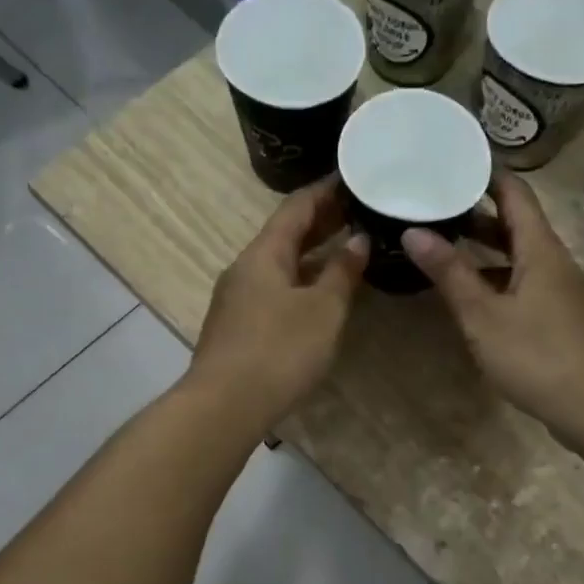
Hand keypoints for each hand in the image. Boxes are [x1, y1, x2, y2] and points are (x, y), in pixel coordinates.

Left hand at [186, 178, 369, 430]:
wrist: (224, 406)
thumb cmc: (279, 350)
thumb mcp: (323, 310)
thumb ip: (342, 272)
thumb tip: (358, 240)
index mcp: (263, 254)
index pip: (296, 207)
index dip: (325, 190)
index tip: (353, 177)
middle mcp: (245, 268)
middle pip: (285, 234)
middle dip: (322, 221)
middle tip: (359, 211)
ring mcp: (237, 299)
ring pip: (279, 264)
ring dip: (312, 254)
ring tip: (347, 247)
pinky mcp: (238, 327)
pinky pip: (274, 289)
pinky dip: (300, 280)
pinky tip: (320, 293)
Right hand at [404, 172, 583, 432]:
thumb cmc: (536, 355)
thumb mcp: (483, 314)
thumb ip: (450, 273)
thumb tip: (414, 232)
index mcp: (540, 249)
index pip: (514, 193)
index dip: (485, 175)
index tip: (451, 164)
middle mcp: (554, 261)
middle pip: (516, 224)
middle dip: (475, 214)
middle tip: (433, 207)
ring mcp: (561, 290)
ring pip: (519, 256)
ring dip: (485, 250)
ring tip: (443, 248)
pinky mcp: (560, 317)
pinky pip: (524, 282)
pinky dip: (497, 278)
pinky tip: (472, 295)